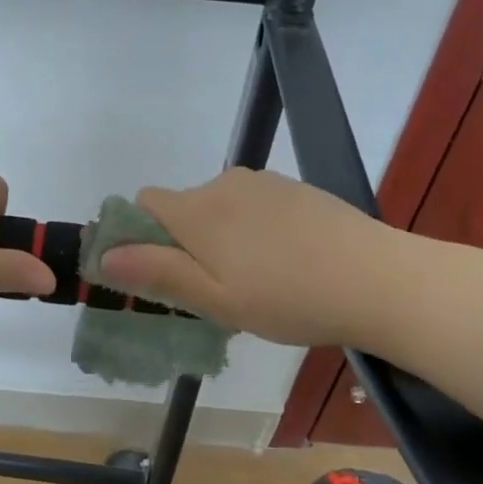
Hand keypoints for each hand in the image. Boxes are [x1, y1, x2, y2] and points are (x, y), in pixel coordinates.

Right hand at [96, 168, 398, 347]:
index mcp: (197, 210)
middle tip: (220, 290)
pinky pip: (254, 206)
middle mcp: (224, 184)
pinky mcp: (295, 189)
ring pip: (221, 208)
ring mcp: (263, 183)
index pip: (144, 203)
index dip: (142, 234)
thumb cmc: (289, 298)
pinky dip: (256, 229)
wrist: (378, 279)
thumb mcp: (216, 300)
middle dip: (188, 243)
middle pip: (184, 207)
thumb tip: (104, 256)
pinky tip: (289, 261)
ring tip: (260, 280)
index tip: (165, 272)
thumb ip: (157, 273)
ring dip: (223, 237)